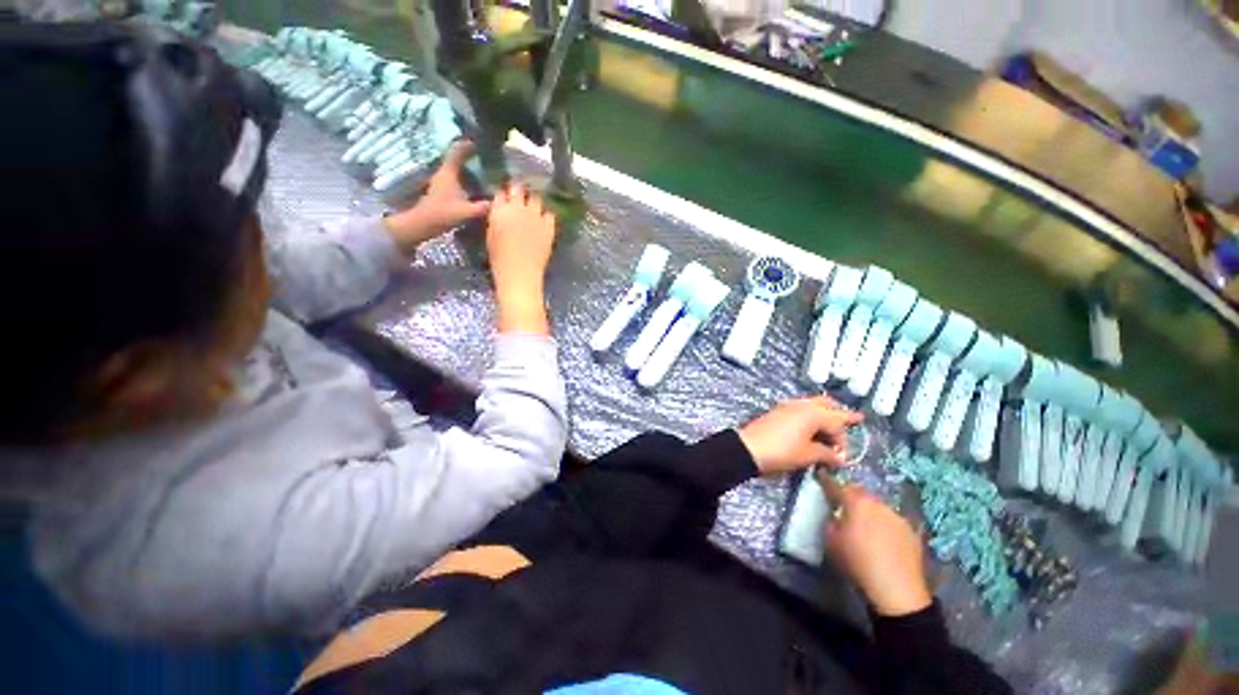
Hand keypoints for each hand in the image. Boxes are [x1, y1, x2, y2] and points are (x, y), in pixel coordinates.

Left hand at [383, 140, 490, 252]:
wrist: (423, 224)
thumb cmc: (443, 214)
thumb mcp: (467, 211)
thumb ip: (484, 207)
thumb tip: (498, 203)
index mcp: (449, 173)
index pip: (458, 152)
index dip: (468, 146)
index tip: (480, 142)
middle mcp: (445, 173)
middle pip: (458, 158)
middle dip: (471, 156)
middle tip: (486, 157)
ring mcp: (442, 182)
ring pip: (457, 169)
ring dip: (469, 167)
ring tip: (484, 170)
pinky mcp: (443, 190)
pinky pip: (457, 178)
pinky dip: (466, 178)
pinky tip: (476, 186)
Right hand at [486, 182, 556, 333]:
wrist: (520, 273)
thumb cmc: (500, 259)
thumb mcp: (491, 235)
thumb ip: (496, 219)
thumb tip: (502, 211)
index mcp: (499, 210)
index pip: (501, 193)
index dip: (504, 195)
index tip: (506, 197)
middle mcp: (518, 208)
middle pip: (519, 189)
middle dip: (519, 192)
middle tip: (520, 198)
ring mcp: (535, 216)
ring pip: (536, 199)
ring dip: (533, 202)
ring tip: (533, 209)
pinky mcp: (548, 226)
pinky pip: (549, 214)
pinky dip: (546, 215)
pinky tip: (544, 221)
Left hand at [735, 397, 862, 474]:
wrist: (748, 448)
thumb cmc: (782, 451)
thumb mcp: (808, 455)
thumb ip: (826, 454)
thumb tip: (839, 458)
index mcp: (814, 413)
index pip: (837, 423)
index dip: (843, 440)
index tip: (841, 457)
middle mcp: (802, 405)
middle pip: (826, 404)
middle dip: (840, 412)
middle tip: (855, 417)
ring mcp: (788, 406)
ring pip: (812, 404)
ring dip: (824, 411)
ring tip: (834, 417)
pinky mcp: (777, 411)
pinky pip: (800, 408)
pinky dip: (810, 414)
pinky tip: (811, 422)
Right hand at [821, 475, 932, 616]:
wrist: (898, 589)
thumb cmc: (857, 562)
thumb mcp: (831, 541)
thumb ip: (830, 522)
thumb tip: (834, 516)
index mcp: (856, 502)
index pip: (836, 485)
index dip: (826, 481)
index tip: (820, 477)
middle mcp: (877, 503)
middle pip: (859, 492)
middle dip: (849, 496)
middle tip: (841, 504)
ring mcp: (897, 516)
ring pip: (877, 506)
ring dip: (868, 510)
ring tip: (863, 523)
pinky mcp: (911, 531)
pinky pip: (891, 520)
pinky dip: (883, 523)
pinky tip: (881, 538)